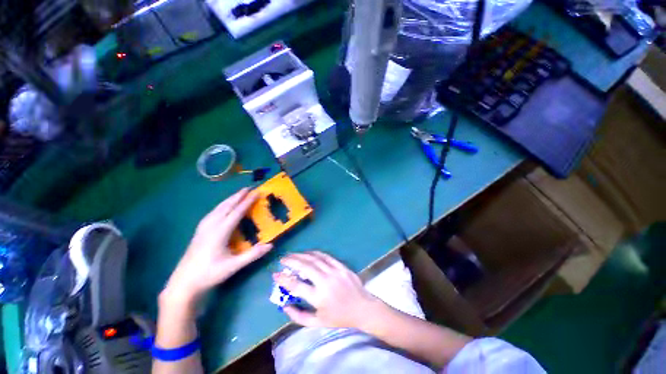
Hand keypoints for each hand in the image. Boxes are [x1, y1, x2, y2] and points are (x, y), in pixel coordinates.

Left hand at [162, 189, 272, 306]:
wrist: (183, 283)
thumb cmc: (209, 274)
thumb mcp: (233, 266)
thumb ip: (253, 255)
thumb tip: (271, 245)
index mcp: (220, 232)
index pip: (236, 213)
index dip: (247, 202)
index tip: (256, 192)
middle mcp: (211, 226)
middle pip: (226, 207)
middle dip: (238, 196)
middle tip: (248, 188)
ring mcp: (203, 228)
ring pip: (217, 208)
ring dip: (229, 199)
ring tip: (238, 194)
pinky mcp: (199, 232)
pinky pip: (212, 213)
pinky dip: (221, 206)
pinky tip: (222, 207)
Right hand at [273, 251, 384, 328]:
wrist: (362, 308)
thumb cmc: (339, 317)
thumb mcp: (318, 323)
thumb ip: (299, 316)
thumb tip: (284, 306)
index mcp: (319, 298)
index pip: (296, 286)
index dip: (284, 279)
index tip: (275, 274)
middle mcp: (326, 282)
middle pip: (305, 267)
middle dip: (292, 261)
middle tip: (283, 259)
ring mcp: (335, 271)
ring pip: (315, 259)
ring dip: (302, 255)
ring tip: (293, 254)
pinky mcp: (341, 266)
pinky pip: (326, 256)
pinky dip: (315, 253)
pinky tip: (308, 253)